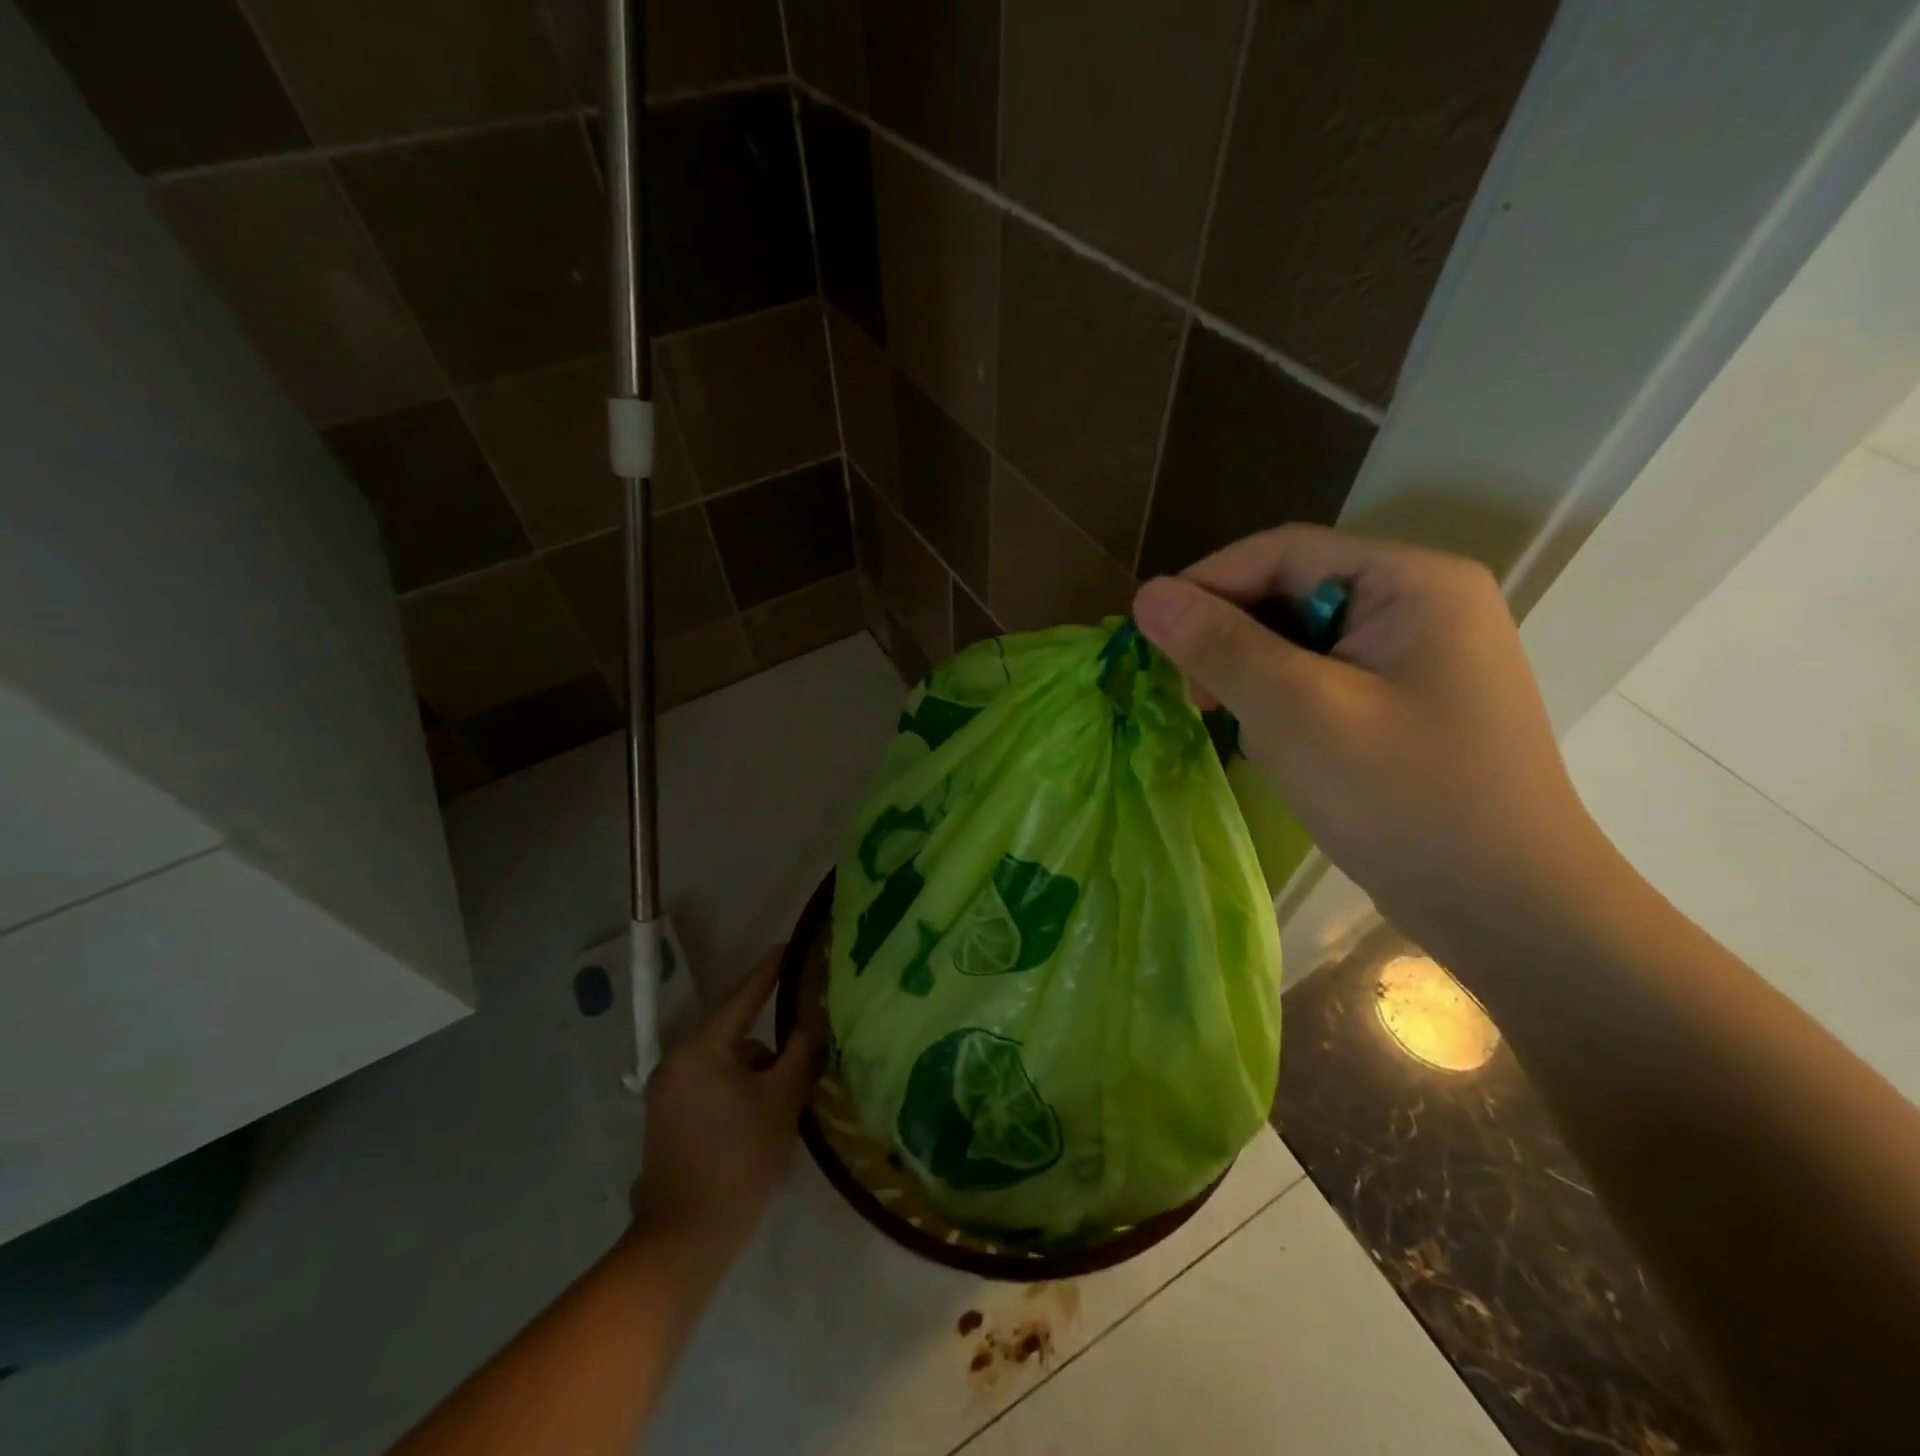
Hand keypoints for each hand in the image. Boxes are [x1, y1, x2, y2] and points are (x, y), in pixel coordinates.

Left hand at [629, 946, 820, 1277]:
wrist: (684, 1240)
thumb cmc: (739, 1160)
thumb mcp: (782, 1100)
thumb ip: (800, 1052)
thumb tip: (810, 1023)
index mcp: (701, 1048)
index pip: (744, 997)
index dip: (770, 971)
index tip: (789, 947)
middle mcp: (676, 1060)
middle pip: (734, 1033)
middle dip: (768, 1045)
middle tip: (803, 1052)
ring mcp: (665, 1091)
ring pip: (724, 1062)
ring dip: (752, 1072)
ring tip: (780, 1103)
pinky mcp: (664, 1118)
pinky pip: (709, 1084)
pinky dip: (734, 1090)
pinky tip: (755, 1120)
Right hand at [1132, 525, 1608, 952]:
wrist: (1509, 910)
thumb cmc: (1403, 799)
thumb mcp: (1296, 712)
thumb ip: (1218, 645)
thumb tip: (1148, 594)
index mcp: (1413, 581)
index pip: (1284, 552)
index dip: (1208, 583)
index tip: (1150, 633)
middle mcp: (1423, 603)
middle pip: (1294, 593)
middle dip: (1232, 638)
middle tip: (1192, 695)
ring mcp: (1421, 656)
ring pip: (1303, 641)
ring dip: (1255, 676)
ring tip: (1234, 725)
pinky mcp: (1409, 703)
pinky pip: (1324, 679)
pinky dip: (1285, 704)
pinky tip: (1276, 745)